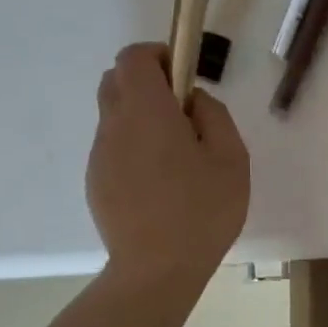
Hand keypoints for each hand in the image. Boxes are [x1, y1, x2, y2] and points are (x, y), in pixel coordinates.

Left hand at [87, 44, 249, 288]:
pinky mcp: (96, 182)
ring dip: (141, 118)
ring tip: (177, 158)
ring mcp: (100, 156)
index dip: (159, 56)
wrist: (157, 270)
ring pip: (114, 116)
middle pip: (116, 80)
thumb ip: (214, 115)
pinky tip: (160, 184)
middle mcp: (114, 126)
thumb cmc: (202, 211)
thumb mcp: (231, 158)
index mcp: (147, 112)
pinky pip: (114, 148)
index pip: (134, 57)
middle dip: (147, 83)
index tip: (184, 78)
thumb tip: (193, 101)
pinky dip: (134, 148)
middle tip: (183, 114)